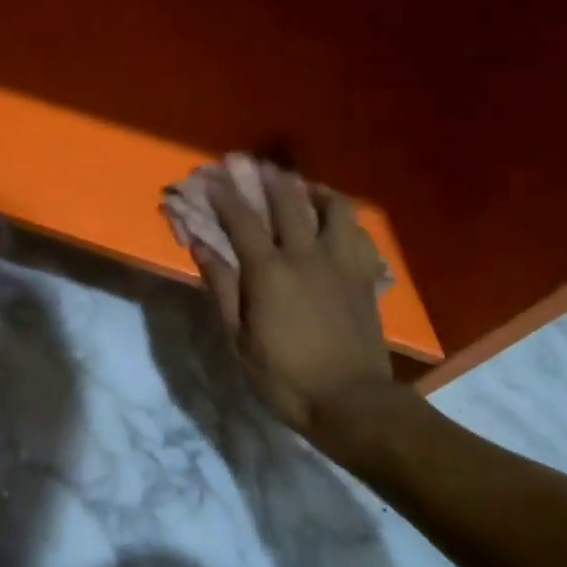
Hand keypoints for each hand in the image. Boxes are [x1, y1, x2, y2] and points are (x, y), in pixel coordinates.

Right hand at [192, 162, 394, 439]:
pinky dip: (345, 220)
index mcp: (269, 271)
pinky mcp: (366, 274)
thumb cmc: (286, 377)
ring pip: (333, 206)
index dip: (223, 194)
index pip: (241, 219)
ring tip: (302, 189)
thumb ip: (221, 287)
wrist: (352, 402)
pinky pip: (359, 233)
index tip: (210, 175)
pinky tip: (336, 224)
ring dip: (314, 190)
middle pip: (287, 199)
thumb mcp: (240, 339)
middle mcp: (306, 254)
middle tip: (253, 164)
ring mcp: (341, 261)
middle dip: (266, 176)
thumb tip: (200, 246)